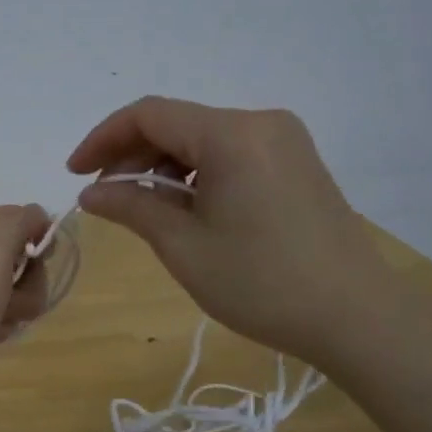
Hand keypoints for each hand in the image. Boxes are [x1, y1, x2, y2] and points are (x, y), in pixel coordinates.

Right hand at [67, 97, 396, 366]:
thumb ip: (132, 207)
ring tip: (143, 209)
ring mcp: (284, 141)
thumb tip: (91, 192)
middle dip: (132, 155)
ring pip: (202, 139)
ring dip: (163, 166)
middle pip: (176, 123)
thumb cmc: (261, 282)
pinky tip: (185, 209)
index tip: (75, 173)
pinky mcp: (296, 163)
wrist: (356, 317)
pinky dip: (196, 174)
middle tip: (106, 198)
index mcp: (231, 134)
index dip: (102, 138)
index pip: (149, 114)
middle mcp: (260, 122)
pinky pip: (230, 154)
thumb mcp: (183, 246)